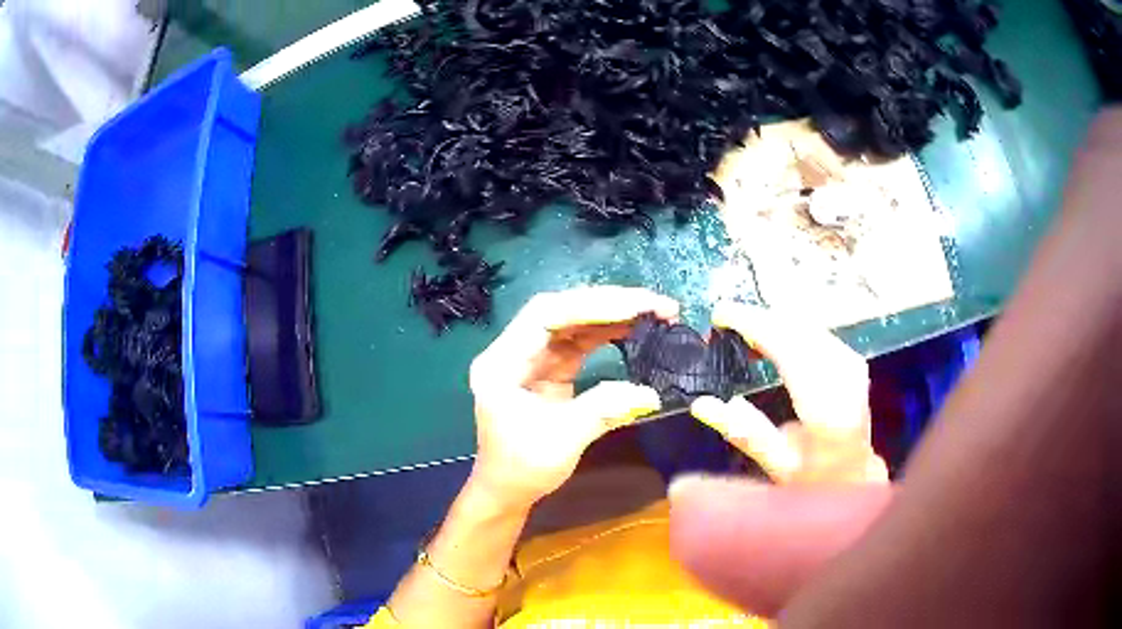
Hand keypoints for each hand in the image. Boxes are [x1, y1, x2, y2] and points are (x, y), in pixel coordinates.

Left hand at [468, 286, 678, 509]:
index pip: (544, 315)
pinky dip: (609, 334)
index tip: (633, 307)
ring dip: (613, 315)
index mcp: (502, 362)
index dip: (589, 306)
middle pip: (562, 311)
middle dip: (609, 304)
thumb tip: (651, 393)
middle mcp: (514, 351)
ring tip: (654, 312)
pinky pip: (581, 342)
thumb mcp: (562, 440)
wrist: (508, 491)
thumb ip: (603, 410)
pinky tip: (636, 328)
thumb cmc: (522, 468)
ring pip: (574, 323)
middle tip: (655, 304)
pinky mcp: (550, 370)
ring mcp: (533, 359)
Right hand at [689, 301, 886, 483]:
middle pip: (800, 332)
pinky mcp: (852, 363)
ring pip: (812, 327)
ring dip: (777, 322)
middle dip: (762, 318)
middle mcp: (844, 381)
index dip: (755, 327)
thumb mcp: (775, 464)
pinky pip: (819, 333)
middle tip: (727, 317)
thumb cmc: (814, 477)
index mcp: (825, 411)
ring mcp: (853, 368)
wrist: (853, 476)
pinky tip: (777, 333)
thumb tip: (701, 404)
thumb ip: (743, 432)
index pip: (790, 351)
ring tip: (745, 326)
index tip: (721, 315)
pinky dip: (793, 329)